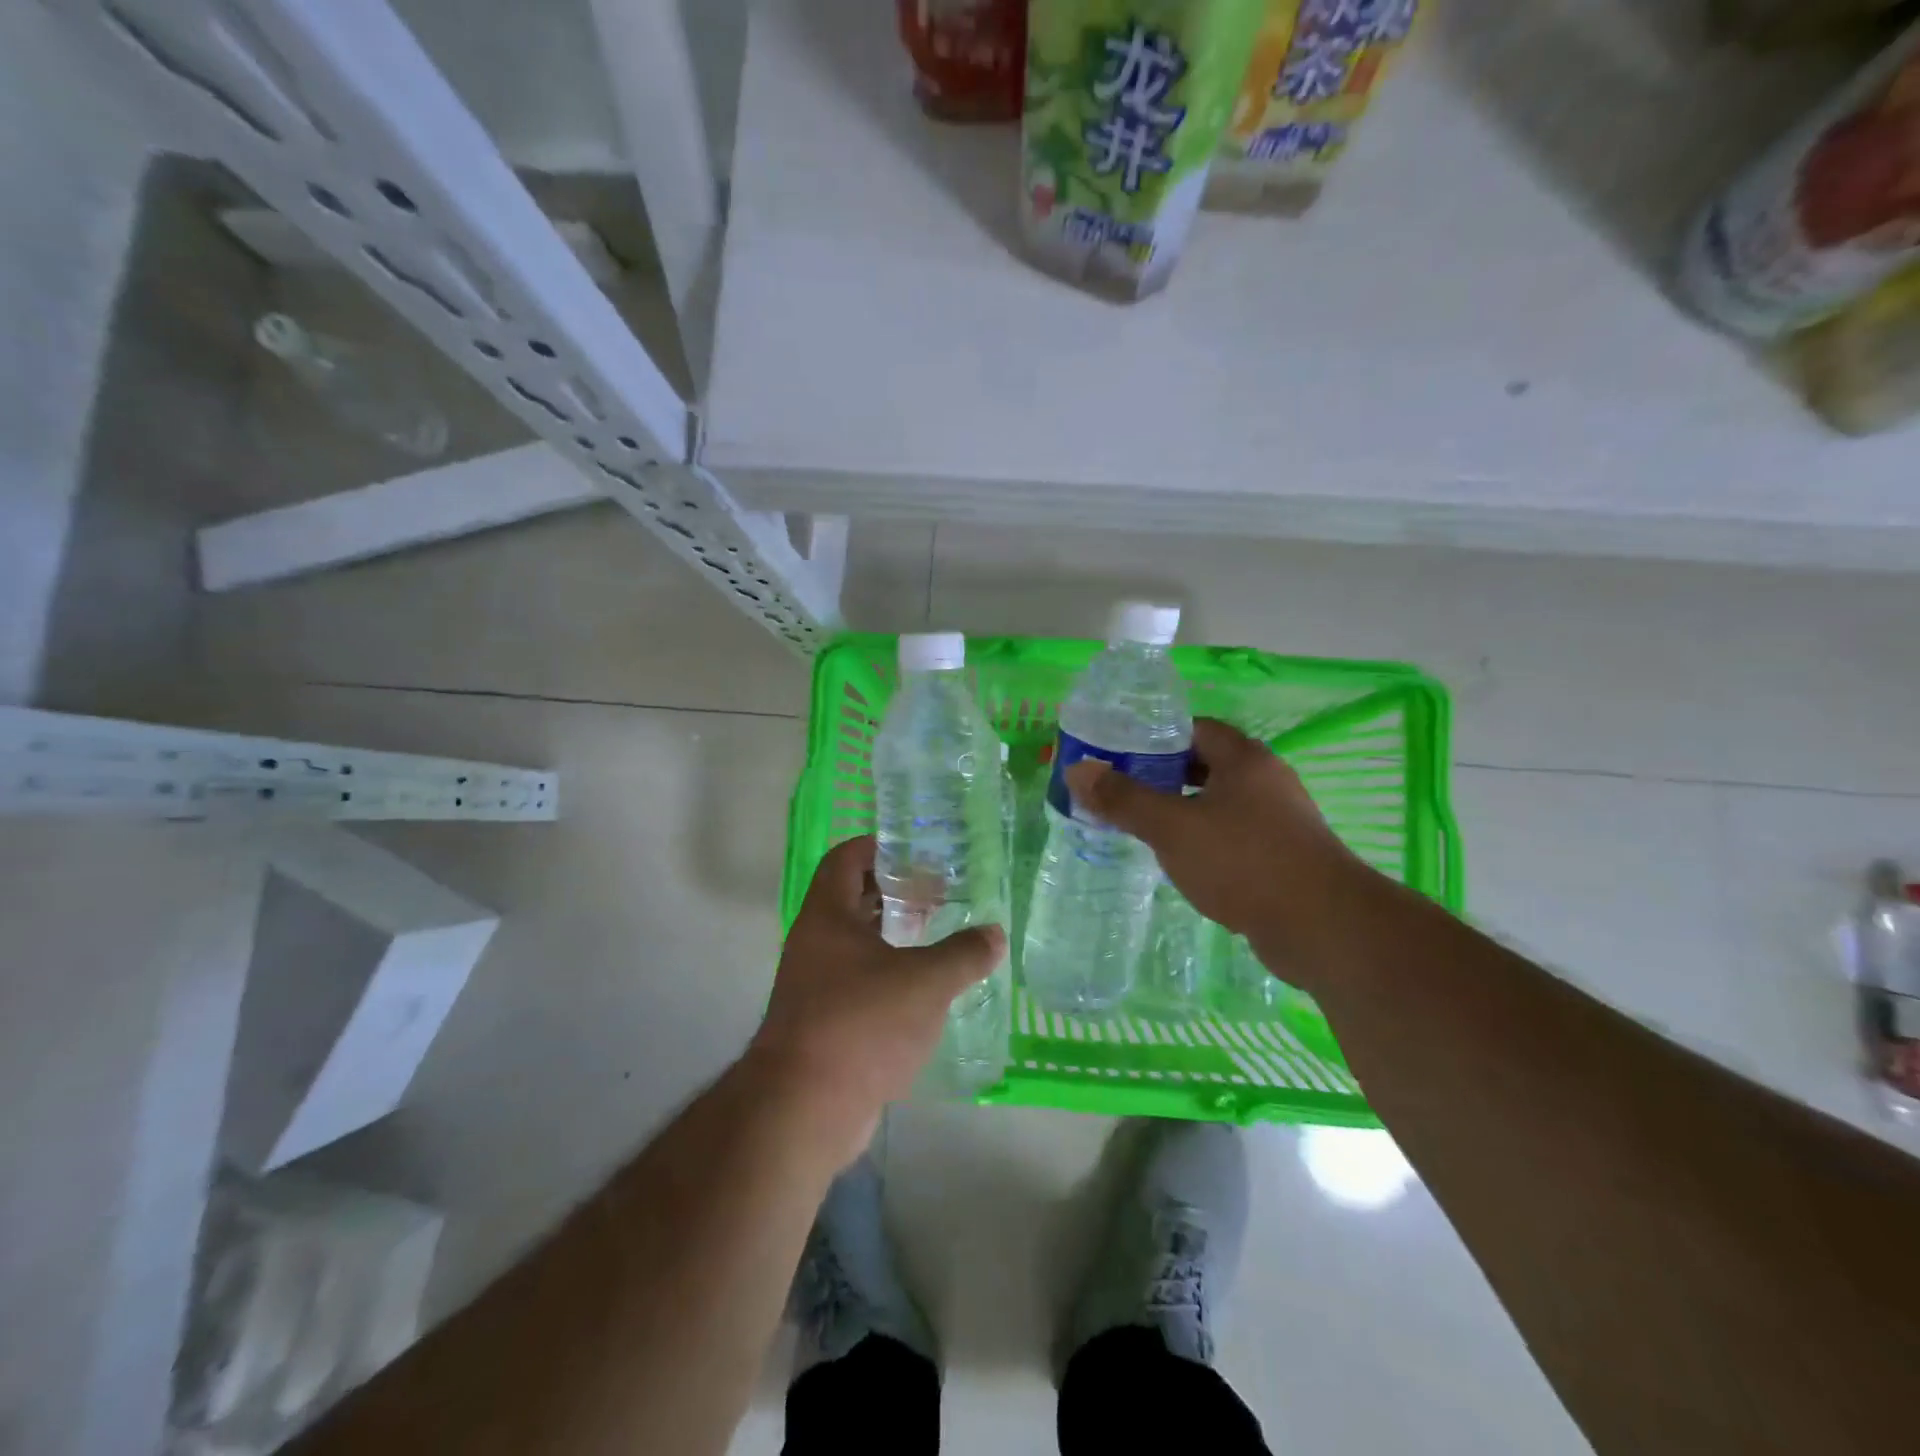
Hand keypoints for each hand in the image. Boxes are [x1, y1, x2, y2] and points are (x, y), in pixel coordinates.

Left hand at [747, 836, 1004, 1160]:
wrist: (804, 1108)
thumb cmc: (862, 1024)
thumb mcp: (925, 982)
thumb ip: (963, 954)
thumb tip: (995, 933)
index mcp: (828, 916)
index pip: (846, 858)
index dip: (879, 846)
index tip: (917, 851)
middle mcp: (815, 942)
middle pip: (853, 899)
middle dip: (894, 891)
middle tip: (938, 892)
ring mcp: (815, 984)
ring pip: (857, 942)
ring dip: (893, 934)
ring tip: (936, 935)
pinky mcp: (824, 1022)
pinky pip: (859, 981)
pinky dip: (889, 974)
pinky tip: (923, 989)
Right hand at [1065, 718, 1375, 984]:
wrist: (1323, 927)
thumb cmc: (1243, 861)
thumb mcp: (1172, 827)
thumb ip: (1123, 799)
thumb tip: (1078, 770)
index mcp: (1244, 759)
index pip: (1194, 729)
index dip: (1155, 737)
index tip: (1119, 755)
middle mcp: (1267, 780)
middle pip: (1207, 765)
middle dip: (1164, 776)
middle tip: (1123, 792)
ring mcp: (1281, 820)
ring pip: (1221, 803)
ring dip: (1185, 810)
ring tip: (1145, 827)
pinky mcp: (1285, 856)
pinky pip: (1236, 835)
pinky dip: (1207, 840)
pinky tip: (1184, 862)